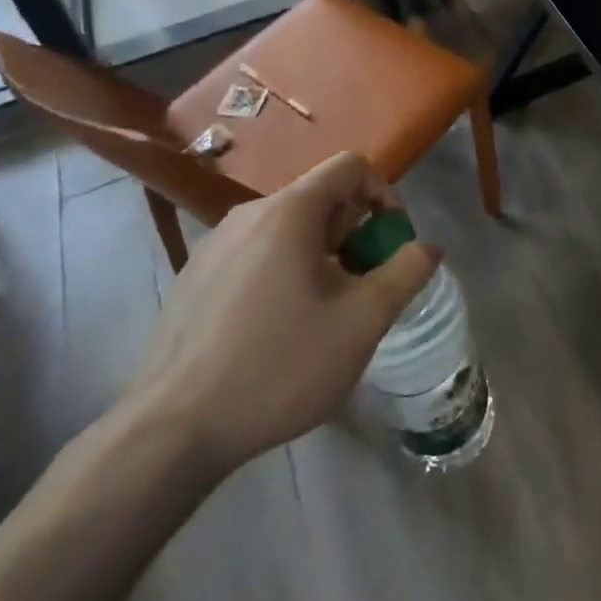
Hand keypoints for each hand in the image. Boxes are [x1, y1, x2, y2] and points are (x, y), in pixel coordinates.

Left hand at [118, 151, 439, 480]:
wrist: (170, 433)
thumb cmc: (278, 367)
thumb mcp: (361, 323)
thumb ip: (406, 274)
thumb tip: (430, 246)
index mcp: (289, 211)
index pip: (351, 166)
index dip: (384, 194)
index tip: (391, 243)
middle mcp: (248, 214)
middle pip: (320, 198)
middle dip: (354, 233)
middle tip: (360, 288)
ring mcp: (214, 246)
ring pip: (287, 229)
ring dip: (320, 256)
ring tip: (322, 314)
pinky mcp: (193, 278)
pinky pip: (255, 255)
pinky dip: (282, 273)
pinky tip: (276, 331)